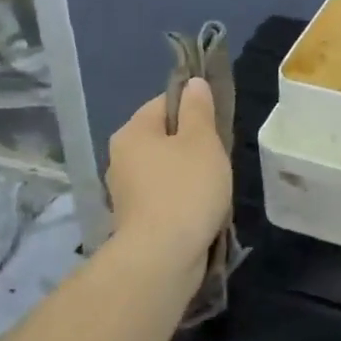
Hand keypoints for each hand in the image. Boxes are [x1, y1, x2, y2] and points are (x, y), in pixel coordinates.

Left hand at [105, 78, 232, 261]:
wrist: (163, 257)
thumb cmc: (185, 189)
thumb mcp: (202, 141)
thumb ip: (199, 109)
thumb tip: (193, 84)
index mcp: (132, 132)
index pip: (164, 102)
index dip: (194, 107)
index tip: (218, 123)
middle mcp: (121, 158)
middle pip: (163, 137)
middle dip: (192, 144)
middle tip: (220, 157)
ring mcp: (125, 192)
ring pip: (164, 169)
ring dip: (188, 174)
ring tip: (214, 187)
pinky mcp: (135, 220)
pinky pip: (163, 197)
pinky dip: (181, 199)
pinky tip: (200, 210)